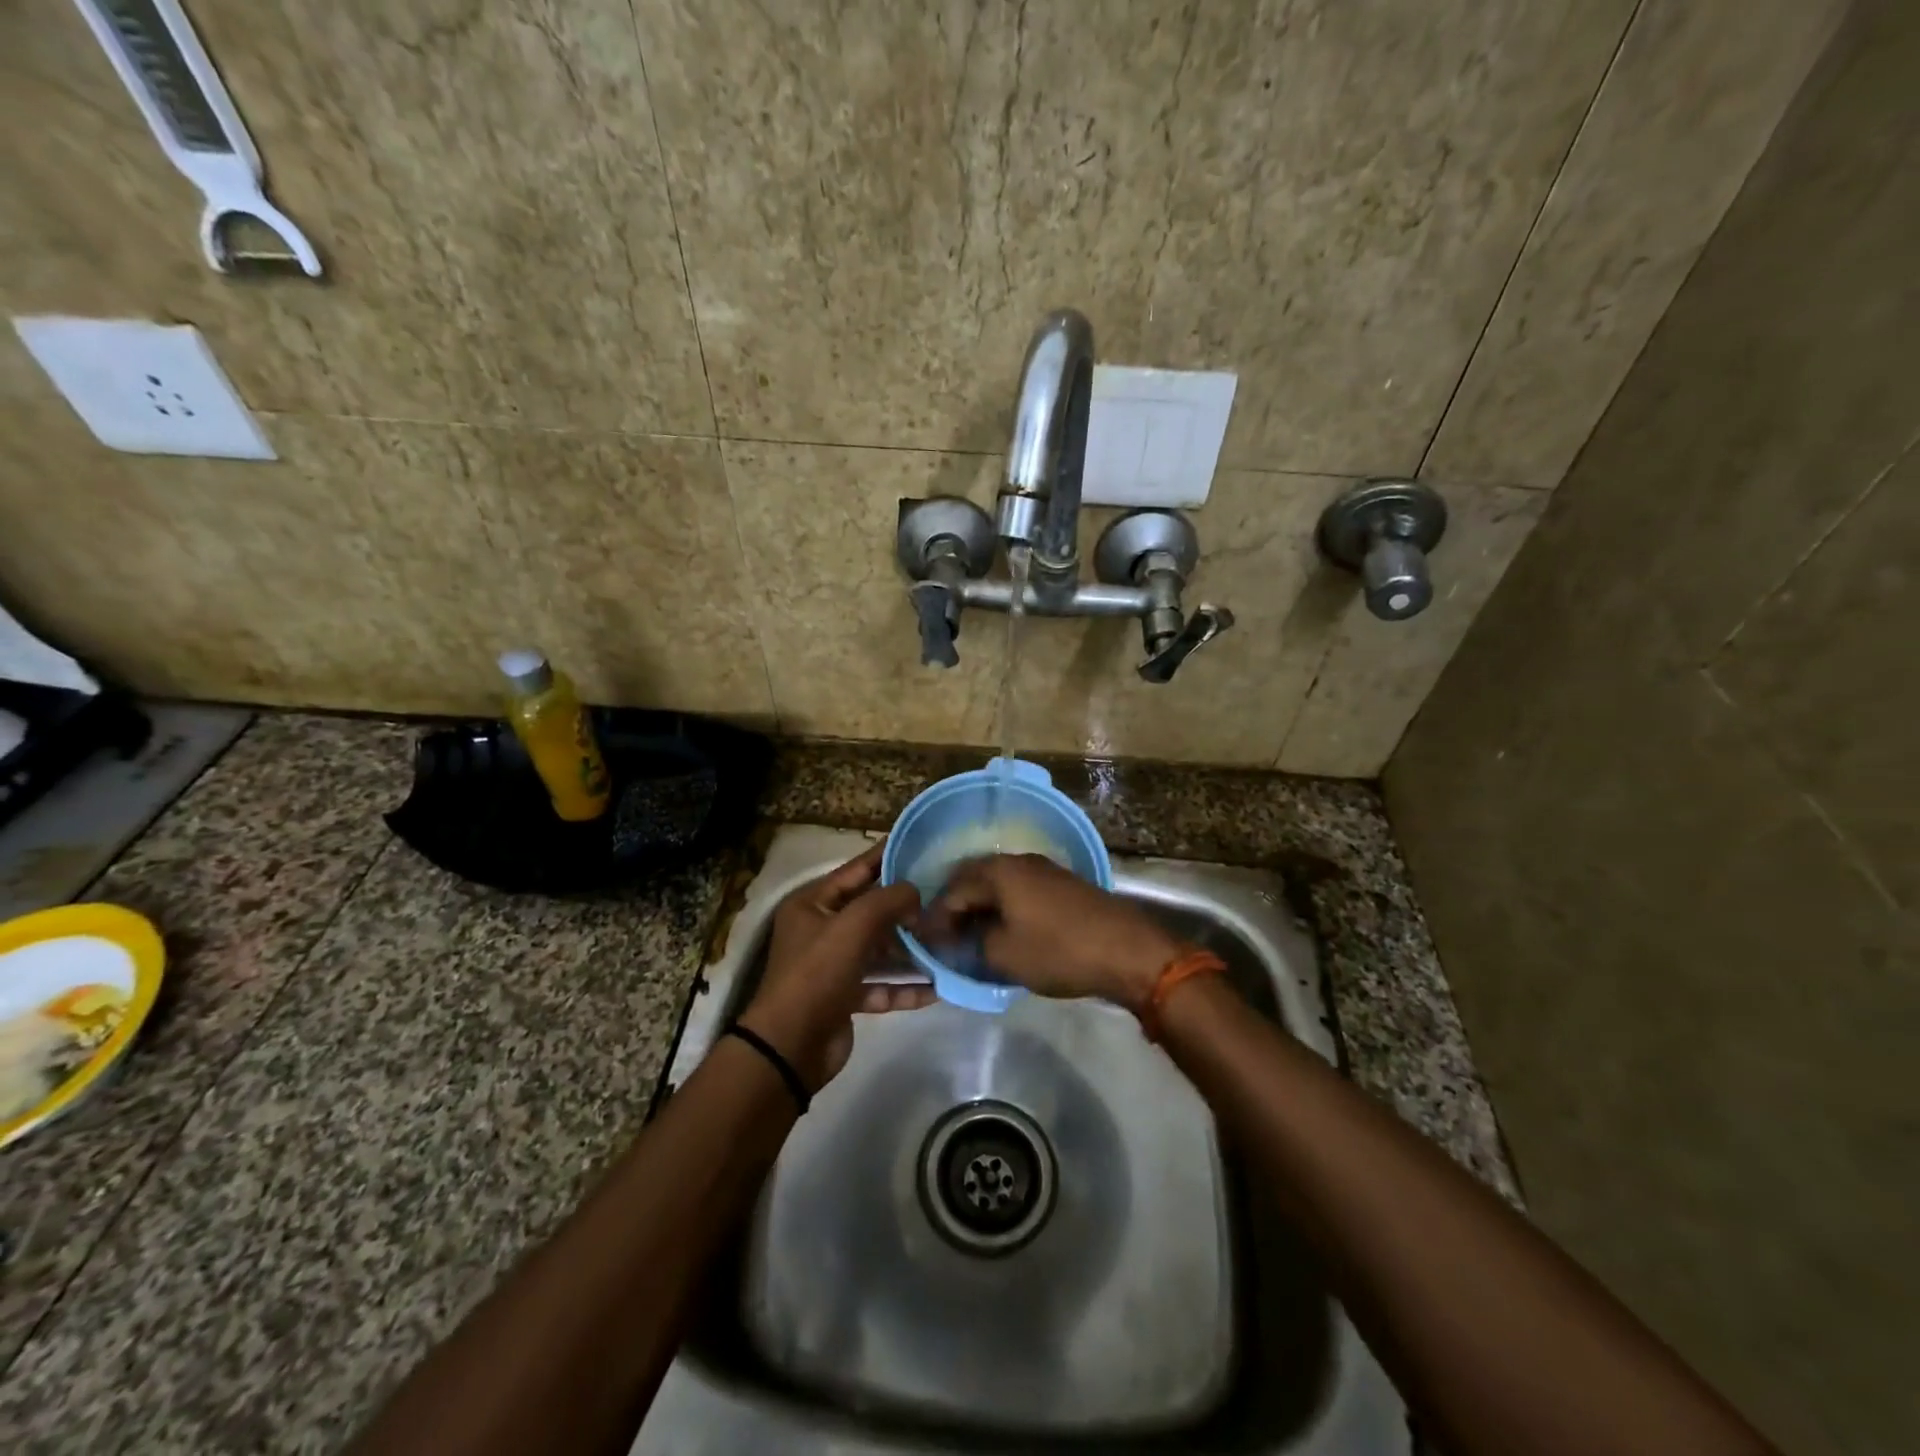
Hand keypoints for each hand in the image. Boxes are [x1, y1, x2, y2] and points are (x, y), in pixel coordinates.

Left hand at [738, 842, 931, 1088]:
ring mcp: (833, 965)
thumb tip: (915, 894)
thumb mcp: (853, 926)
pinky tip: (937, 988)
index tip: (920, 845)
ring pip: (879, 949)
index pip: (856, 870)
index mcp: (812, 904)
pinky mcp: (845, 997)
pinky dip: (905, 986)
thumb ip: (888, 900)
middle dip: (906, 909)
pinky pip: (881, 984)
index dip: (886, 857)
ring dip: (910, 950)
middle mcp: (821, 929)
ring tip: (947, 944)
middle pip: (871, 911)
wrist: (789, 1047)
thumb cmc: (817, 974)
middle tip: (945, 899)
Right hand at [921, 854, 1183, 1010]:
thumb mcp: (1004, 955)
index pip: (953, 891)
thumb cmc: (1058, 951)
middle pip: (974, 879)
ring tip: (971, 934)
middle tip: (944, 935)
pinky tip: (1003, 928)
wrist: (1126, 950)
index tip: (926, 943)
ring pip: (998, 884)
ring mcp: (1044, 870)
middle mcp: (1018, 861)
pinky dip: (1004, 907)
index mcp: (998, 872)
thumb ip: (973, 943)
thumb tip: (962, 938)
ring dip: (981, 906)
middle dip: (956, 906)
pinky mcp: (1062, 884)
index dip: (936, 918)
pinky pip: (1019, 890)